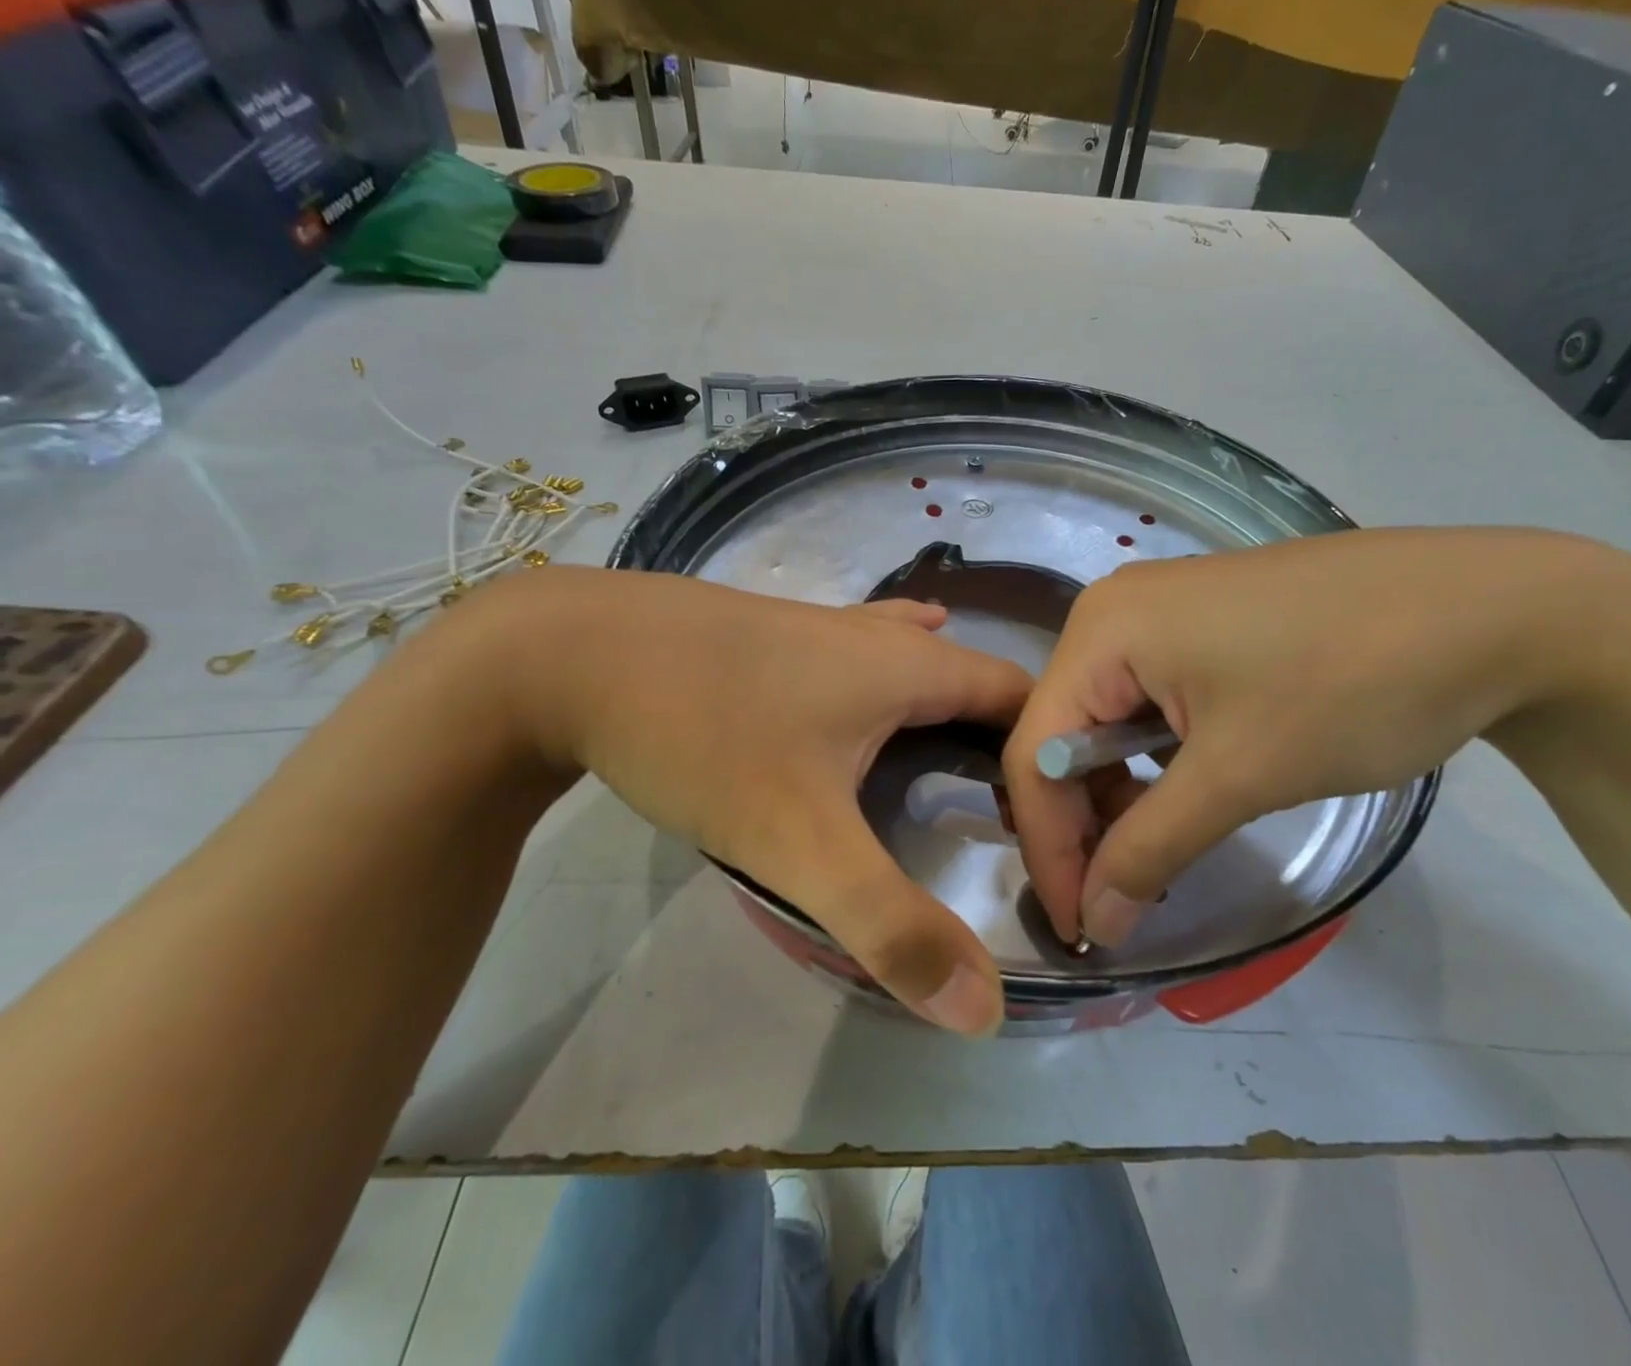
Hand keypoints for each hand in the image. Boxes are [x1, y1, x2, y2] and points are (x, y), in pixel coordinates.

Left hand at [493, 568, 1030, 1034]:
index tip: (1063, 823)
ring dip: (950, 708)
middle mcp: (878, 635)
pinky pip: (862, 654)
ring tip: (970, 765)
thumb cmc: (701, 731)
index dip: (1053, 757)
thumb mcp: (798, 840)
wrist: (562, 652)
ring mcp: (824, 625)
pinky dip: (892, 679)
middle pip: (974, 683)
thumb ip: (891, 924)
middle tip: (1019, 816)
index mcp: (910, 666)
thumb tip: (983, 1011)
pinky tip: (879, 687)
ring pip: (916, 662)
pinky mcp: (776, 633)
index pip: (1022, 702)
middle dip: (1007, 742)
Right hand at [1003, 528, 1604, 946]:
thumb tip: (1092, 925)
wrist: (1496, 611)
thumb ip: (1150, 850)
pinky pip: (1147, 700)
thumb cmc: (1350, 684)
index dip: (1048, 847)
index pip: (1038, 751)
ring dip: (1119, 796)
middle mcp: (1114, 611)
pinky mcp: (1203, 624)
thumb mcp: (1241, 775)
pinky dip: (1154, 760)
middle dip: (1082, 823)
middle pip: (1065, 734)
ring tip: (1152, 857)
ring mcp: (1160, 611)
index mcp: (1103, 630)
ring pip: (1106, 721)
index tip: (1078, 927)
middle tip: (1116, 900)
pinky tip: (1183, 797)